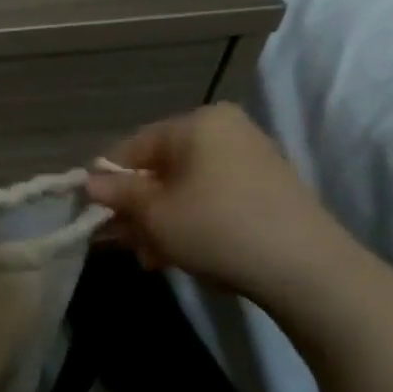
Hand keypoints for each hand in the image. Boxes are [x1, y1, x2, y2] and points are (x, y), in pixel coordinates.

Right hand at [85, 104, 348, 298]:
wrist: (304, 267)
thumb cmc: (215, 227)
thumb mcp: (153, 212)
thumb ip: (116, 193)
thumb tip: (88, 183)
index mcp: (196, 123)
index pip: (131, 147)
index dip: (106, 183)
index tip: (94, 216)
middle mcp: (224, 131)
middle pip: (158, 168)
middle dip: (135, 208)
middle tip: (122, 242)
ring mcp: (249, 158)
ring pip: (182, 188)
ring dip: (158, 221)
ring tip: (150, 257)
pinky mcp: (264, 189)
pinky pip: (209, 198)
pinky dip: (188, 222)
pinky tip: (176, 255)